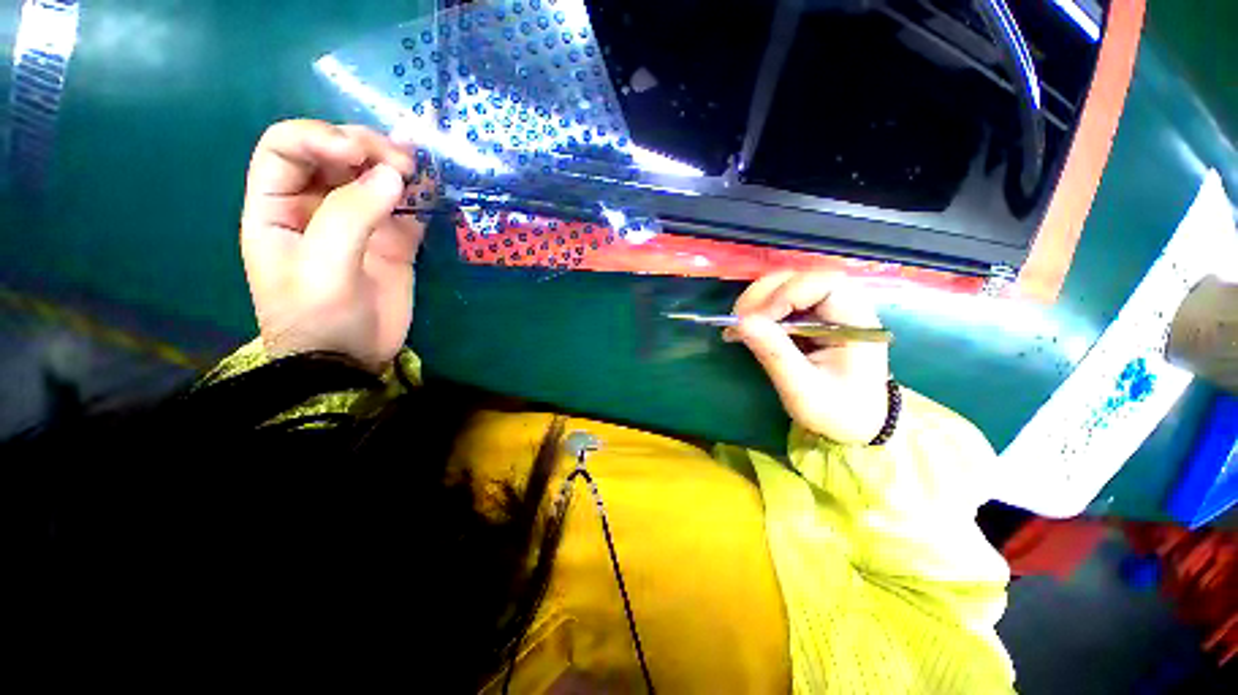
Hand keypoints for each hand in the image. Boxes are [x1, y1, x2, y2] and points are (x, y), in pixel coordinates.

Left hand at [241, 120, 429, 371]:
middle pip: (333, 154)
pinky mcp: (391, 241)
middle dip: (365, 146)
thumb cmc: (320, 319)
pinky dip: (418, 195)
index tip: (357, 153)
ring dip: (393, 163)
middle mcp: (315, 205)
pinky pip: (404, 208)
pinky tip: (431, 187)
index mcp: (277, 207)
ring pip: (370, 175)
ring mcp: (357, 223)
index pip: (286, 148)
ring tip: (418, 166)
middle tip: (401, 161)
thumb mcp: (324, 269)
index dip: (319, 137)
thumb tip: (392, 174)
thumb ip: (351, 217)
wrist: (352, 360)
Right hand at [726, 271, 889, 444]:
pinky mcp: (812, 317)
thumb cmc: (837, 411)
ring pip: (787, 285)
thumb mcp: (803, 389)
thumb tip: (740, 323)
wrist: (856, 424)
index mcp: (856, 321)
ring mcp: (827, 309)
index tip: (757, 320)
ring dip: (758, 301)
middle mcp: (845, 305)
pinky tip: (746, 328)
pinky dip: (760, 310)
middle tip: (737, 321)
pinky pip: (781, 300)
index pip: (824, 283)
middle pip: (801, 278)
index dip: (785, 294)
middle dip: (764, 295)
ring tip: (738, 325)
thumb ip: (774, 353)